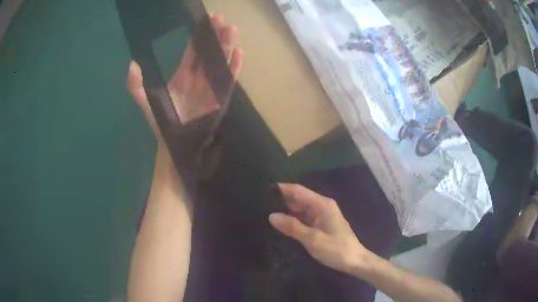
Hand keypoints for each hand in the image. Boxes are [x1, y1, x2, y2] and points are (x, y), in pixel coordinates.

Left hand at [126, 14, 243, 143]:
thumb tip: (132, 64)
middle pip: (208, 52)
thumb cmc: (161, 124)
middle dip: (215, 36)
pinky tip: (239, 52)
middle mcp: (199, 77)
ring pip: (220, 62)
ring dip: (226, 46)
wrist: (174, 145)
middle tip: (220, 19)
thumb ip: (136, 86)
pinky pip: (228, 79)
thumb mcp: (146, 103)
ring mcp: (210, 87)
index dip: (198, 36)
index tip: (205, 20)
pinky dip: (234, 67)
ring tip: (231, 30)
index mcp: (183, 75)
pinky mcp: (220, 98)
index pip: (192, 51)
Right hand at [269, 184, 371, 274]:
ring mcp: (321, 216)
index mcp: (322, 204)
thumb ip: (292, 227)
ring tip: (265, 212)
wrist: (354, 261)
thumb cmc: (336, 249)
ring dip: (286, 210)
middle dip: (281, 200)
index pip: (298, 190)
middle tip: (260, 204)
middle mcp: (322, 206)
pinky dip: (293, 220)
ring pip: (300, 209)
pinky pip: (304, 218)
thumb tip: (271, 215)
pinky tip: (281, 223)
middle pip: (298, 198)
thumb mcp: (312, 239)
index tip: (264, 189)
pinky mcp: (321, 225)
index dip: (282, 189)